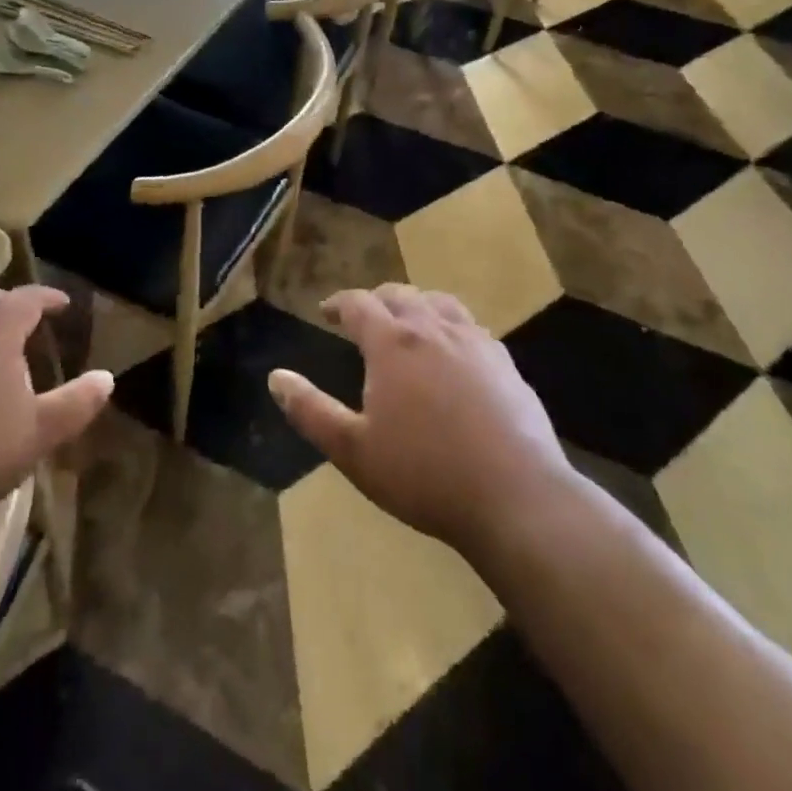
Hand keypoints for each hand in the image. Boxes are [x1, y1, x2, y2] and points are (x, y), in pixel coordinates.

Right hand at [269, 285, 571, 557]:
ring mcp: (475, 342)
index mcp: (393, 343)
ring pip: (439, 302)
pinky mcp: (505, 363)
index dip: (339, 303)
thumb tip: (276, 378)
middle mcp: (432, 329)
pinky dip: (451, 325)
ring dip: (416, 304)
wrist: (516, 496)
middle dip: (376, 299)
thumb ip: (311, 411)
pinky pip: (471, 326)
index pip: (358, 303)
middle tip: (363, 316)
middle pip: (400, 294)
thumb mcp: (354, 450)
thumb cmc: (425, 474)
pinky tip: (454, 350)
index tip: (326, 312)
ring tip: (408, 321)